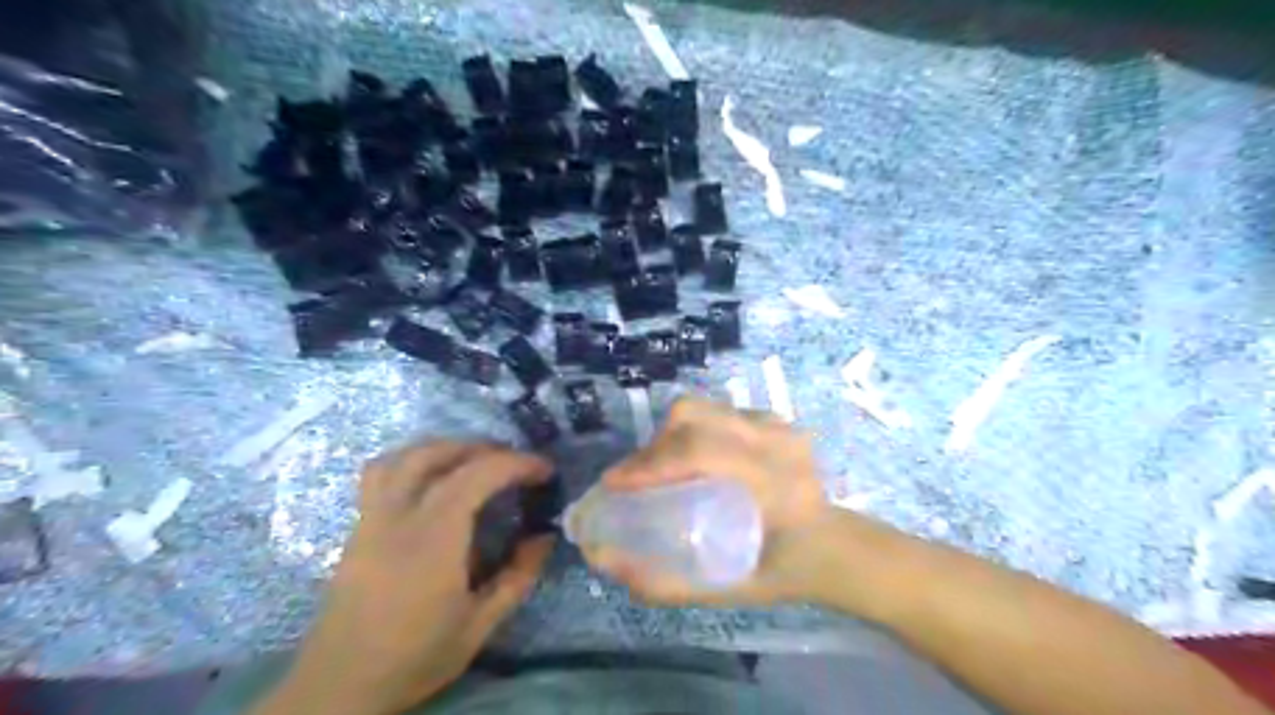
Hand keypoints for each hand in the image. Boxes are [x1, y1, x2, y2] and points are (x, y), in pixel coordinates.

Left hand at [256, 441, 553, 714]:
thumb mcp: (479, 626)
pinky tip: (430, 479)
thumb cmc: (414, 658)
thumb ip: (517, 577)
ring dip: (445, 447)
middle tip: (514, 463)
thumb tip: (545, 537)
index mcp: (434, 539)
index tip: (545, 471)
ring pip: (405, 456)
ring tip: (473, 460)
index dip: (517, 464)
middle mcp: (399, 516)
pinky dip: (413, 460)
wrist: (337, 688)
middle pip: (440, 454)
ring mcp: (372, 518)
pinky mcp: (358, 527)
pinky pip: (382, 472)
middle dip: (484, 448)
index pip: (478, 475)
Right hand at [585, 396, 839, 608]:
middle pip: (695, 416)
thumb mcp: (728, 591)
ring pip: (704, 408)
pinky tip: (691, 459)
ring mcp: (777, 424)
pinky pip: (717, 411)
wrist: (835, 546)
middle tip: (636, 478)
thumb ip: (666, 583)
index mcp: (774, 483)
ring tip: (660, 468)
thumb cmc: (785, 572)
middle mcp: (776, 442)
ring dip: (671, 435)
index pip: (700, 453)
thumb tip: (603, 559)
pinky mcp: (773, 418)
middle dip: (653, 445)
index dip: (650, 463)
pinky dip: (693, 430)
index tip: (614, 484)